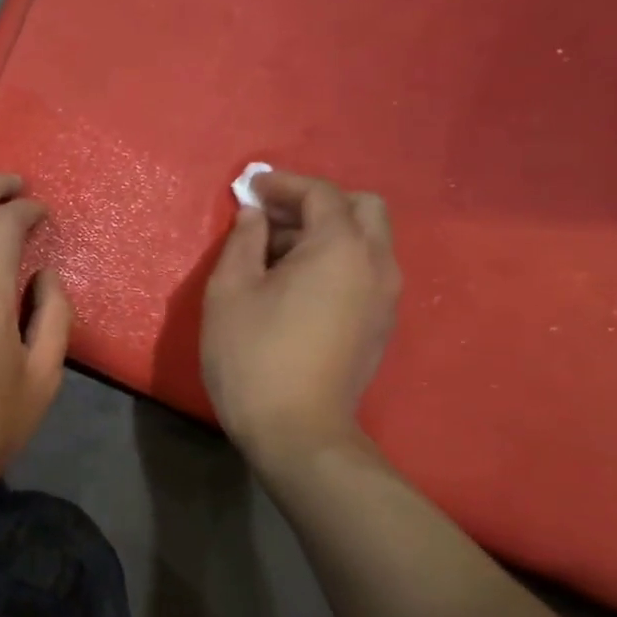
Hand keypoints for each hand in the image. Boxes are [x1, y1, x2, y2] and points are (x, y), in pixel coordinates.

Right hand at [202, 171, 399, 467]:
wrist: (297, 432)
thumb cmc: (253, 356)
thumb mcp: (230, 291)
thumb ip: (242, 242)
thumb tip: (254, 216)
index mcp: (340, 248)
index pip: (320, 194)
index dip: (283, 184)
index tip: (251, 189)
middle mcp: (376, 264)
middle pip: (361, 208)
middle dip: (316, 203)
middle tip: (273, 220)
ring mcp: (386, 298)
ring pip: (368, 241)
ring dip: (328, 233)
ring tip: (279, 255)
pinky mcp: (382, 325)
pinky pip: (367, 271)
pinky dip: (339, 261)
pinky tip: (300, 286)